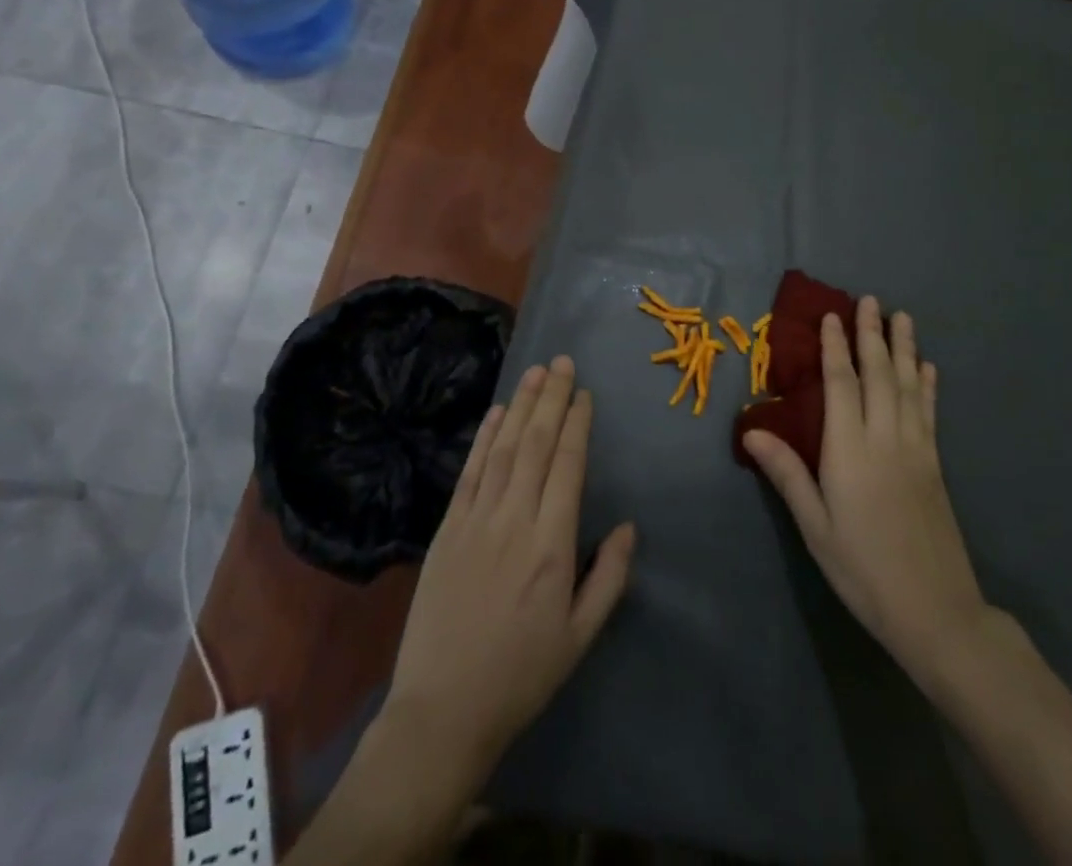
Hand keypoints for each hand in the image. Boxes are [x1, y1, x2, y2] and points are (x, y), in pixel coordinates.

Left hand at [385, 356, 636, 778]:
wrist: (442, 710)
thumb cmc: (521, 675)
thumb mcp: (579, 637)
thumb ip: (609, 578)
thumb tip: (629, 526)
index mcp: (552, 546)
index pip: (568, 466)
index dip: (578, 424)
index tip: (585, 394)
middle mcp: (515, 520)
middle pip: (537, 445)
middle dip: (552, 399)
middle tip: (563, 362)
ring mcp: (476, 521)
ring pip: (504, 449)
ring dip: (521, 406)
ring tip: (535, 372)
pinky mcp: (448, 529)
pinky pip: (470, 472)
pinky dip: (484, 438)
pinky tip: (497, 412)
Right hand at [743, 297, 993, 687]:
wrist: (936, 612)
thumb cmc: (863, 569)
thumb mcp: (815, 527)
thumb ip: (787, 474)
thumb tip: (750, 430)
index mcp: (850, 451)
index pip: (841, 385)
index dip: (836, 348)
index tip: (832, 316)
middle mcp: (885, 439)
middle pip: (879, 375)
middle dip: (872, 335)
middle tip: (870, 299)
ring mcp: (916, 450)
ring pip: (909, 387)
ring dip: (905, 349)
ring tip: (903, 317)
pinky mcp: (935, 466)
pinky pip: (930, 414)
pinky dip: (928, 387)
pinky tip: (929, 369)